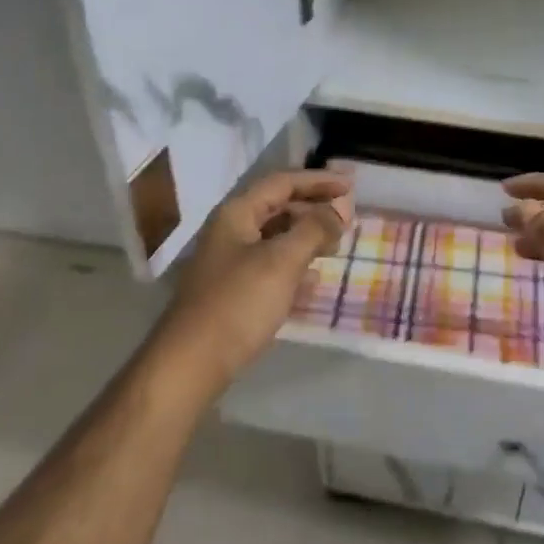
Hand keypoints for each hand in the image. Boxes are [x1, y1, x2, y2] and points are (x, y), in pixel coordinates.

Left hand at [152, 168, 354, 393]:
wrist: (193, 362)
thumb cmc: (239, 303)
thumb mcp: (282, 260)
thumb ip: (314, 230)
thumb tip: (338, 211)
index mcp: (237, 214)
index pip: (282, 183)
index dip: (317, 181)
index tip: (350, 186)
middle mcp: (231, 231)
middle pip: (278, 207)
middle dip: (313, 208)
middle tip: (347, 217)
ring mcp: (230, 262)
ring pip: (275, 237)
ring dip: (306, 236)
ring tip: (335, 245)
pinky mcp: (234, 291)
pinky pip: (271, 265)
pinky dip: (295, 264)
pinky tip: (313, 278)